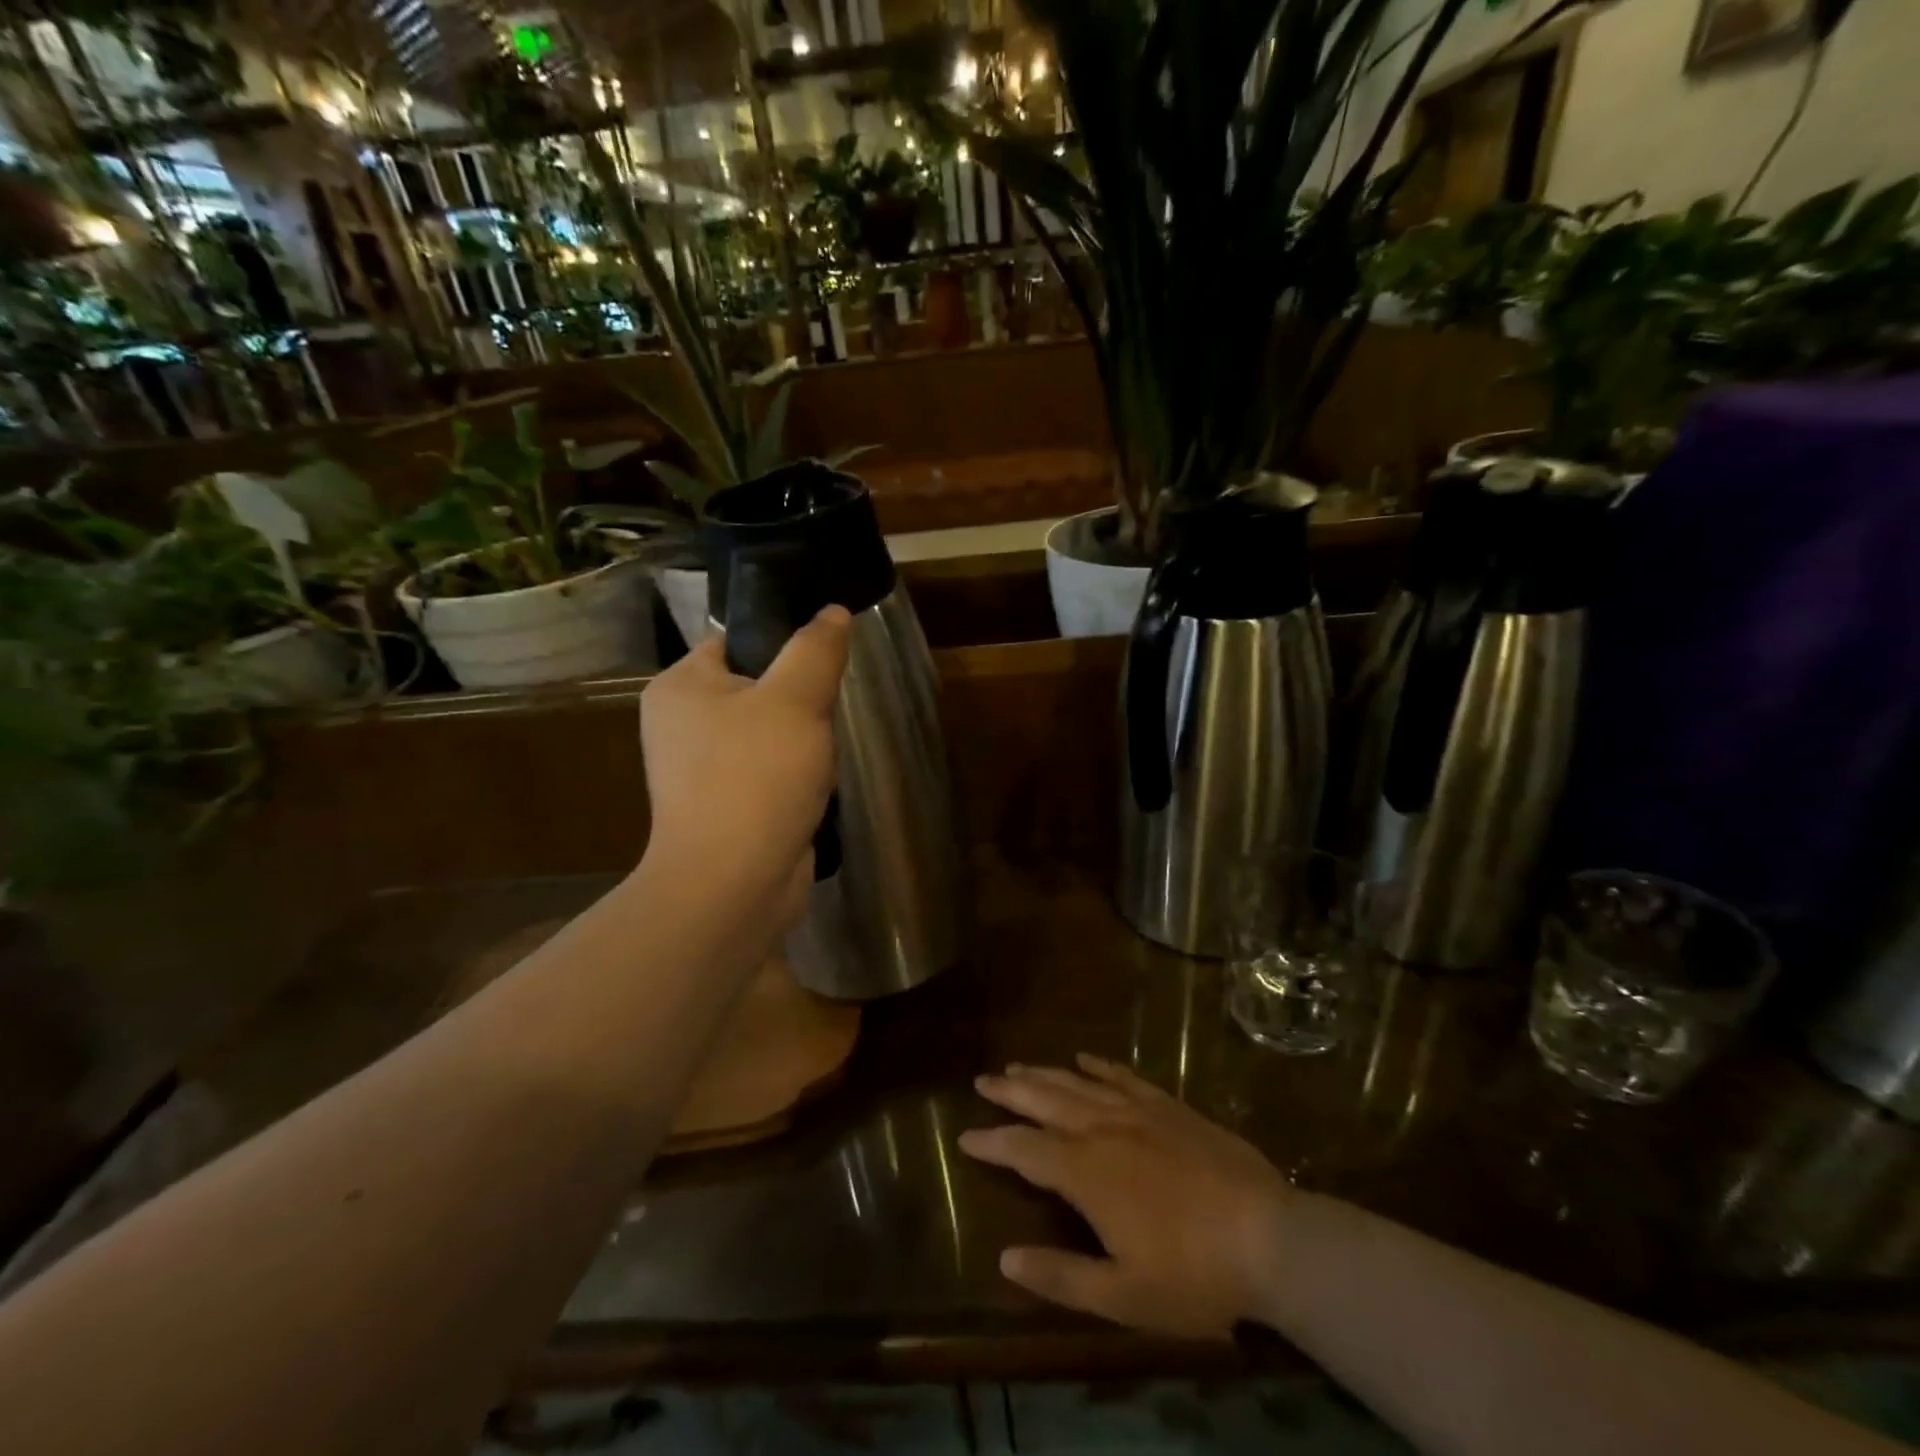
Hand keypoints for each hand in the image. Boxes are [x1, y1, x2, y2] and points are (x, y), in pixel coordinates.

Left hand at [639, 606, 849, 897]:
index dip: (782, 643)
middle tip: (830, 710)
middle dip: (799, 699)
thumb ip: (815, 650)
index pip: (735, 641)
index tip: (825, 659)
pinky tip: (816, 786)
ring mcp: (700, 772)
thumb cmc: (756, 777)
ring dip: (801, 741)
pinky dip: (794, 777)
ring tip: (826, 752)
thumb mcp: (795, 700)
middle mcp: (681, 724)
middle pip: (756, 688)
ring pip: (766, 734)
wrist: (734, 884)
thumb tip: (832, 612)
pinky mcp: (724, 808)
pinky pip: (767, 774)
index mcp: (680, 687)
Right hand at [959, 1055, 1294, 1338]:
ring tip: (1018, 1066)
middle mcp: (1103, 1130)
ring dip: (1044, 1074)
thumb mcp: (1124, 1297)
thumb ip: (1061, 1276)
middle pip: (1045, 1101)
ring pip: (1078, 1083)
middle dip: (1010, 1091)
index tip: (964, 1136)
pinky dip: (1099, 1066)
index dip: (992, 1142)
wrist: (1270, 1238)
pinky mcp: (1169, 1106)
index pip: (1024, 1149)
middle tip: (983, 1079)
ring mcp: (1138, 1112)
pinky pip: (1124, 1076)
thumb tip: (1006, 1258)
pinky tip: (1085, 1059)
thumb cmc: (1194, 1276)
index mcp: (1086, 1173)